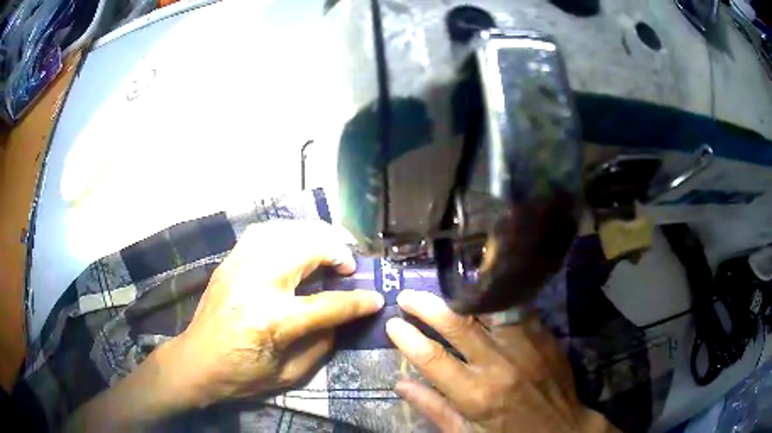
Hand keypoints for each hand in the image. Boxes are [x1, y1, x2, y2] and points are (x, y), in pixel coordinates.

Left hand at [173, 220, 383, 406]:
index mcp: (274, 320)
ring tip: (327, 249)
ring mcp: (239, 267)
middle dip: (337, 253)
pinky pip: (261, 233)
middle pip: (307, 250)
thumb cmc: (242, 375)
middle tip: (349, 266)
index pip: (328, 304)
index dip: (358, 301)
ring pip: (285, 232)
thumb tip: (342, 317)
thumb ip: (322, 344)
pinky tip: (294, 242)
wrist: (196, 362)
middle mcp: (257, 284)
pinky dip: (285, 232)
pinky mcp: (229, 262)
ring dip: (313, 236)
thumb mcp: (289, 374)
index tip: (376, 298)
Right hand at [386, 290, 615, 432]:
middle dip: (426, 306)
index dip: (407, 337)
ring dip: (461, 299)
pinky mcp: (544, 337)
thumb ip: (433, 408)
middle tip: (408, 295)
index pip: (431, 358)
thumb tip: (399, 384)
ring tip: (442, 294)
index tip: (392, 324)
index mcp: (475, 395)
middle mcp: (499, 365)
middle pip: (457, 325)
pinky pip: (515, 311)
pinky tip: (482, 298)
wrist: (561, 429)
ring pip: (489, 310)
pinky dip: (495, 302)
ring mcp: (526, 347)